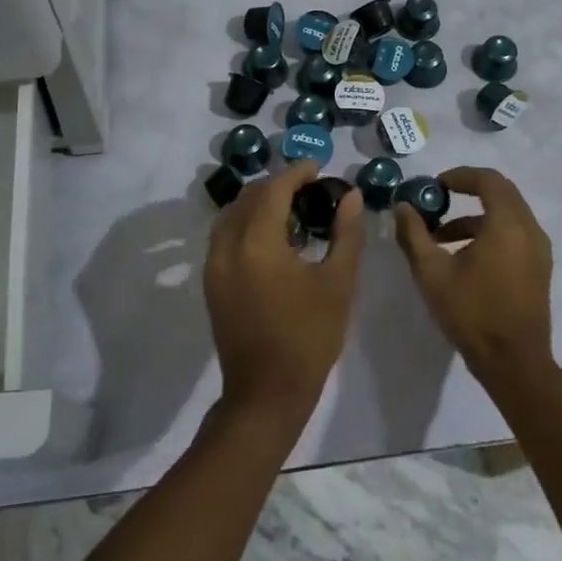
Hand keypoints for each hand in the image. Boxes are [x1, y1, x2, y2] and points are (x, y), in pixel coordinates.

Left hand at [204, 159, 364, 427]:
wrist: (266, 392)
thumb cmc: (309, 337)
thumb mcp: (338, 283)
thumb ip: (346, 233)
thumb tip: (351, 195)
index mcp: (258, 242)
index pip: (274, 189)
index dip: (296, 172)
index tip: (318, 168)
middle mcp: (228, 246)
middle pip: (249, 197)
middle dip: (278, 185)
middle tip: (309, 188)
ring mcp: (214, 264)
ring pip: (232, 214)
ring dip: (259, 202)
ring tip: (291, 209)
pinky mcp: (211, 281)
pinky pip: (225, 235)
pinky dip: (246, 222)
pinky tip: (272, 237)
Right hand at [394, 167, 554, 384]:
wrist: (514, 363)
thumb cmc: (472, 313)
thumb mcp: (432, 272)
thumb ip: (414, 234)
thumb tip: (402, 206)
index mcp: (507, 224)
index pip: (488, 179)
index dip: (459, 175)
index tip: (434, 186)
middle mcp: (529, 230)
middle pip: (500, 193)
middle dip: (467, 192)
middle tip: (435, 203)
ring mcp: (539, 250)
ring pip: (507, 215)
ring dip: (474, 217)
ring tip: (440, 238)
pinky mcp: (538, 268)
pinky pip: (514, 234)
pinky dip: (489, 233)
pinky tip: (463, 258)